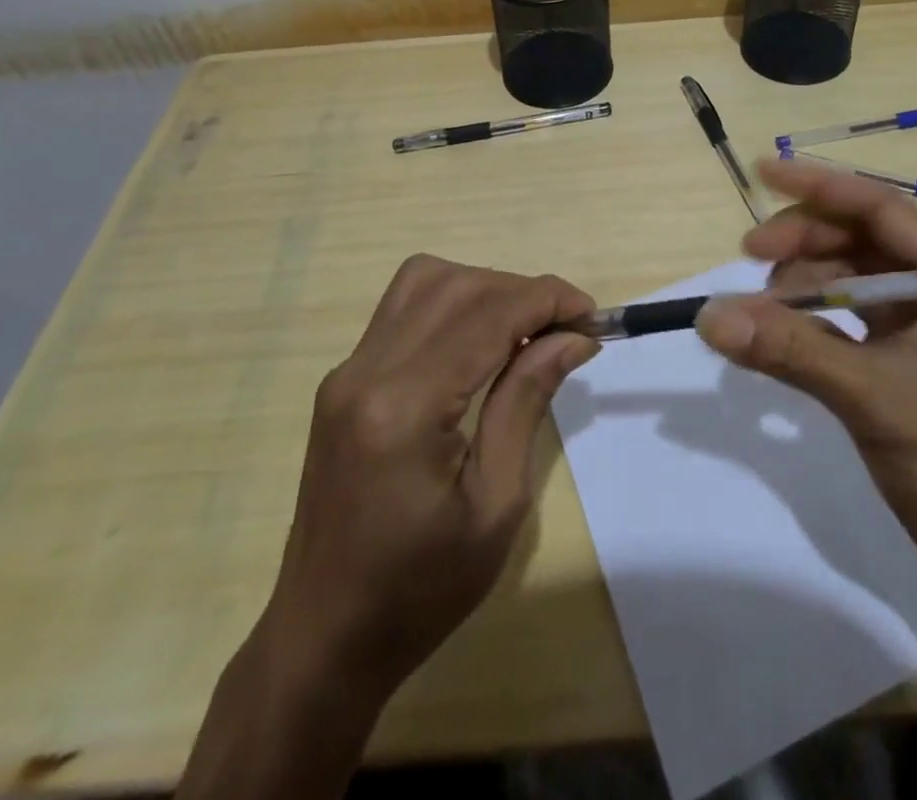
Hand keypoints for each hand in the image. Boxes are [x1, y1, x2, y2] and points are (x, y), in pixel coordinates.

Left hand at [268, 255, 598, 696]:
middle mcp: (367, 371)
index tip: (592, 317)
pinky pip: (403, 308)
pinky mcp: (342, 379)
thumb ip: (528, 401)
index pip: (488, 315)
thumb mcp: (497, 504)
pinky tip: (480, 344)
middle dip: (522, 291)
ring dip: (485, 289)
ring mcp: (347, 371)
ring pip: (424, 280)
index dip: (548, 300)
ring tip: (524, 331)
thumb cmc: (421, 590)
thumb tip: (572, 336)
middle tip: (566, 329)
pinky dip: (452, 304)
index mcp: (404, 408)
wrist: (324, 637)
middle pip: (457, 286)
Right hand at [696, 157, 916, 601]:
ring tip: (763, 309)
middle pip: (863, 238)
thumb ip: (791, 349)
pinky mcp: (914, 359)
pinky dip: (816, 318)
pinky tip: (783, 331)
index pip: (881, 207)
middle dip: (804, 242)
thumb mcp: (875, 398)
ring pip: (855, 277)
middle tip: (748, 259)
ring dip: (805, 282)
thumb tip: (709, 317)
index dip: (819, 185)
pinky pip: (854, 318)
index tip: (761, 172)